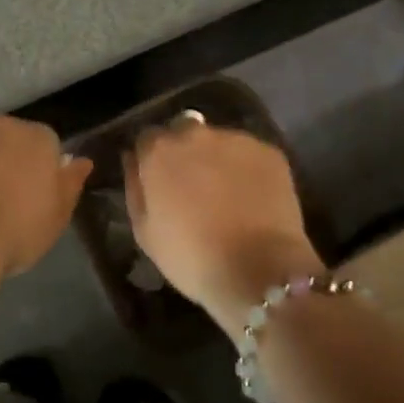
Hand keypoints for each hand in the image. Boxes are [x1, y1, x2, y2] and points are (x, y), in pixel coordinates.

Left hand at [0, 117, 92, 279]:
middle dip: (9, 158)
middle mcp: (9, 124)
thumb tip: (82, 161)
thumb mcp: (57, 217)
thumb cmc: (17, 231)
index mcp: (42, 140)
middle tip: (1, 195)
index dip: (38, 170)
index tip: (30, 196)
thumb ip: (71, 184)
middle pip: (13, 137)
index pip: (47, 146)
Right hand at [125, 121, 322, 331]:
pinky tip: (253, 199)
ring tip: (228, 196)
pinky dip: (247, 170)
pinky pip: (249, 155)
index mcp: (159, 151)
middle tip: (194, 188)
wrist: (259, 270)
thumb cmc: (191, 257)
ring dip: (218, 160)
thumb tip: (133, 160)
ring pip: (220, 142)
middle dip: (185, 153)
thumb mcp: (144, 231)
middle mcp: (195, 134)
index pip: (147, 139)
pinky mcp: (270, 152)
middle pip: (184, 132)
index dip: (152, 160)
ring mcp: (236, 140)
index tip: (159, 183)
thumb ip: (135, 187)